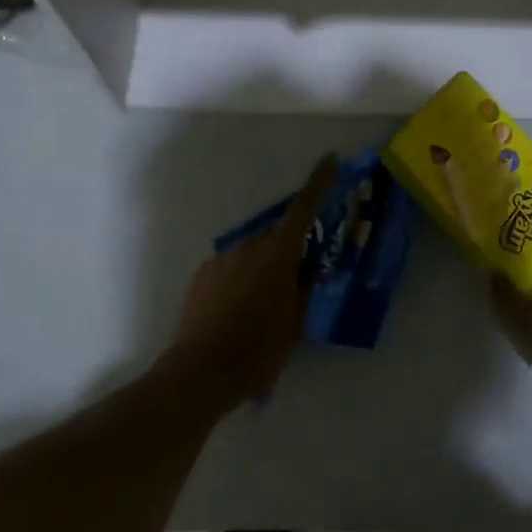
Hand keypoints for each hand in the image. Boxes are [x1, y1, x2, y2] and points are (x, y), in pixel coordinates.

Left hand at [163, 155, 338, 411]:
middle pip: (278, 235)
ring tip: (263, 306)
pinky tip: (238, 311)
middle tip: (296, 278)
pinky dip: (241, 278)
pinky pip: (231, 266)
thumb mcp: (295, 321)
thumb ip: (304, 287)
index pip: (304, 207)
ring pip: (253, 252)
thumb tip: (310, 267)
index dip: (319, 181)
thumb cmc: (259, 349)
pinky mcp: (203, 273)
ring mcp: (223, 257)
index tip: (330, 159)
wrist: (201, 372)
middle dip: (289, 249)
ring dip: (263, 267)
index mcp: (279, 253)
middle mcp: (250, 245)